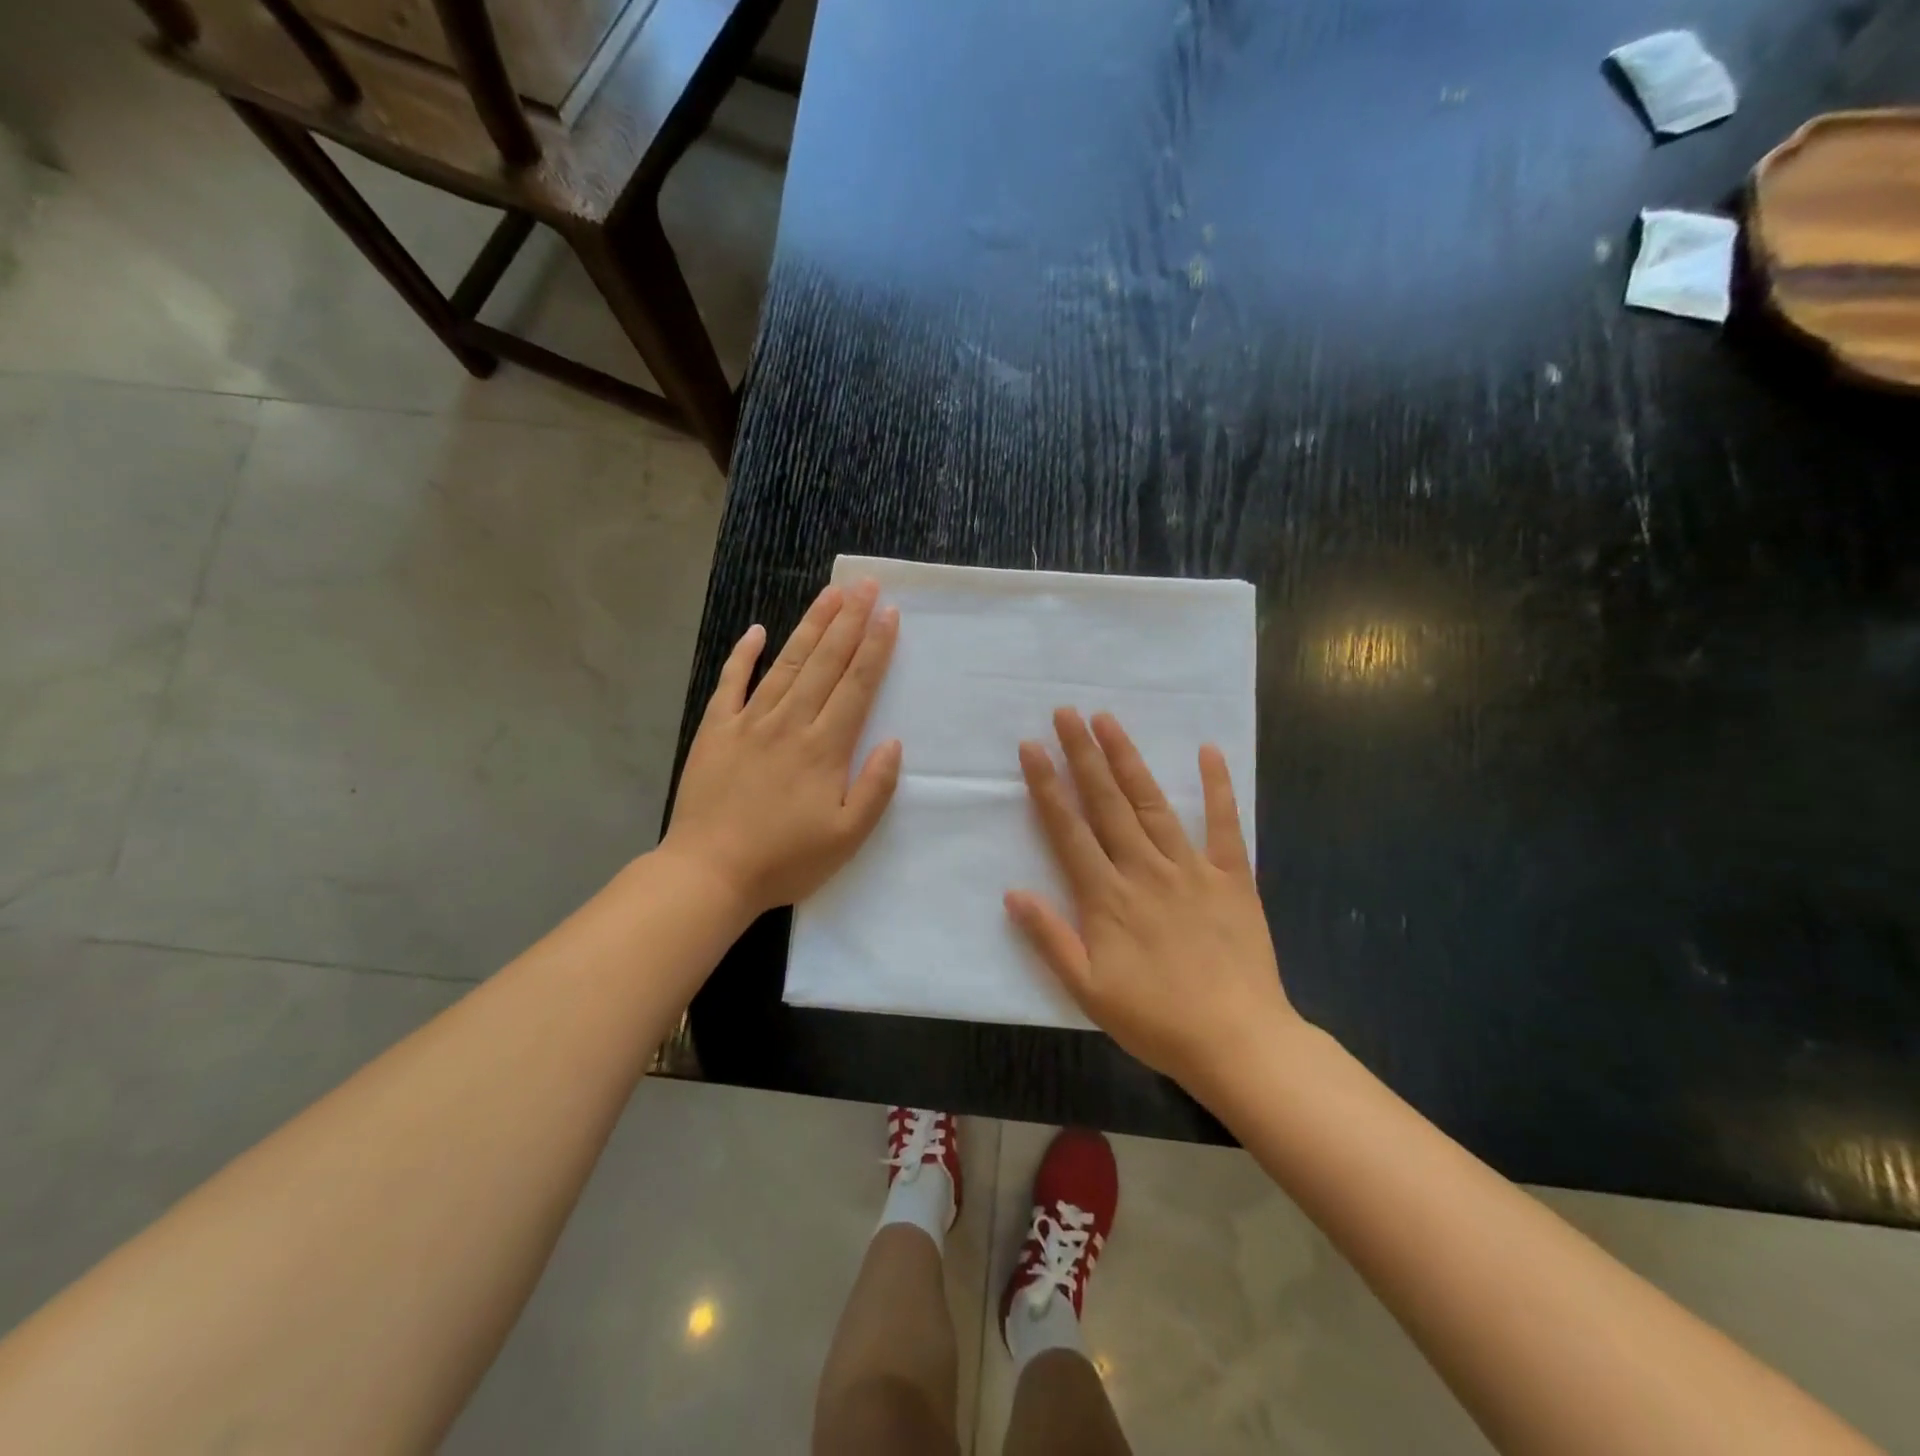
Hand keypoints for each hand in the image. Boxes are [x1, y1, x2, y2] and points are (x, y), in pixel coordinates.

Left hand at [662, 579, 901, 918]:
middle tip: (865, 585)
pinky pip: (731, 684)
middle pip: (824, 663)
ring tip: (830, 595)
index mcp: (824, 748)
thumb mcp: (847, 837)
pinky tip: (756, 630)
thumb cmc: (785, 860)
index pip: (856, 685)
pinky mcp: (716, 731)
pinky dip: (743, 655)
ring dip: (810, 627)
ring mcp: (749, 723)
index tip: (889, 614)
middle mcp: (790, 723)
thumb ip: (875, 788)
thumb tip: (893, 742)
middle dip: (849, 621)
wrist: (709, 873)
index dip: (875, 647)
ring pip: (785, 664)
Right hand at [1005, 709, 1297, 1099]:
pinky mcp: (1232, 876)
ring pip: (1152, 803)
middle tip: (1065, 713)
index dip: (1047, 786)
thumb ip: (1050, 938)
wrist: (1238, 1041)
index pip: (1069, 830)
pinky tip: (1209, 751)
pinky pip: (1225, 824)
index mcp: (1107, 897)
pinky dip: (1218, 787)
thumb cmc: (1156, 1019)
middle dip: (1082, 755)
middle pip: (1107, 803)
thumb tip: (1012, 893)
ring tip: (1108, 720)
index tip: (1031, 747)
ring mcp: (1191, 868)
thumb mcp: (1088, 990)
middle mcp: (1144, 870)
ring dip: (1128, 759)